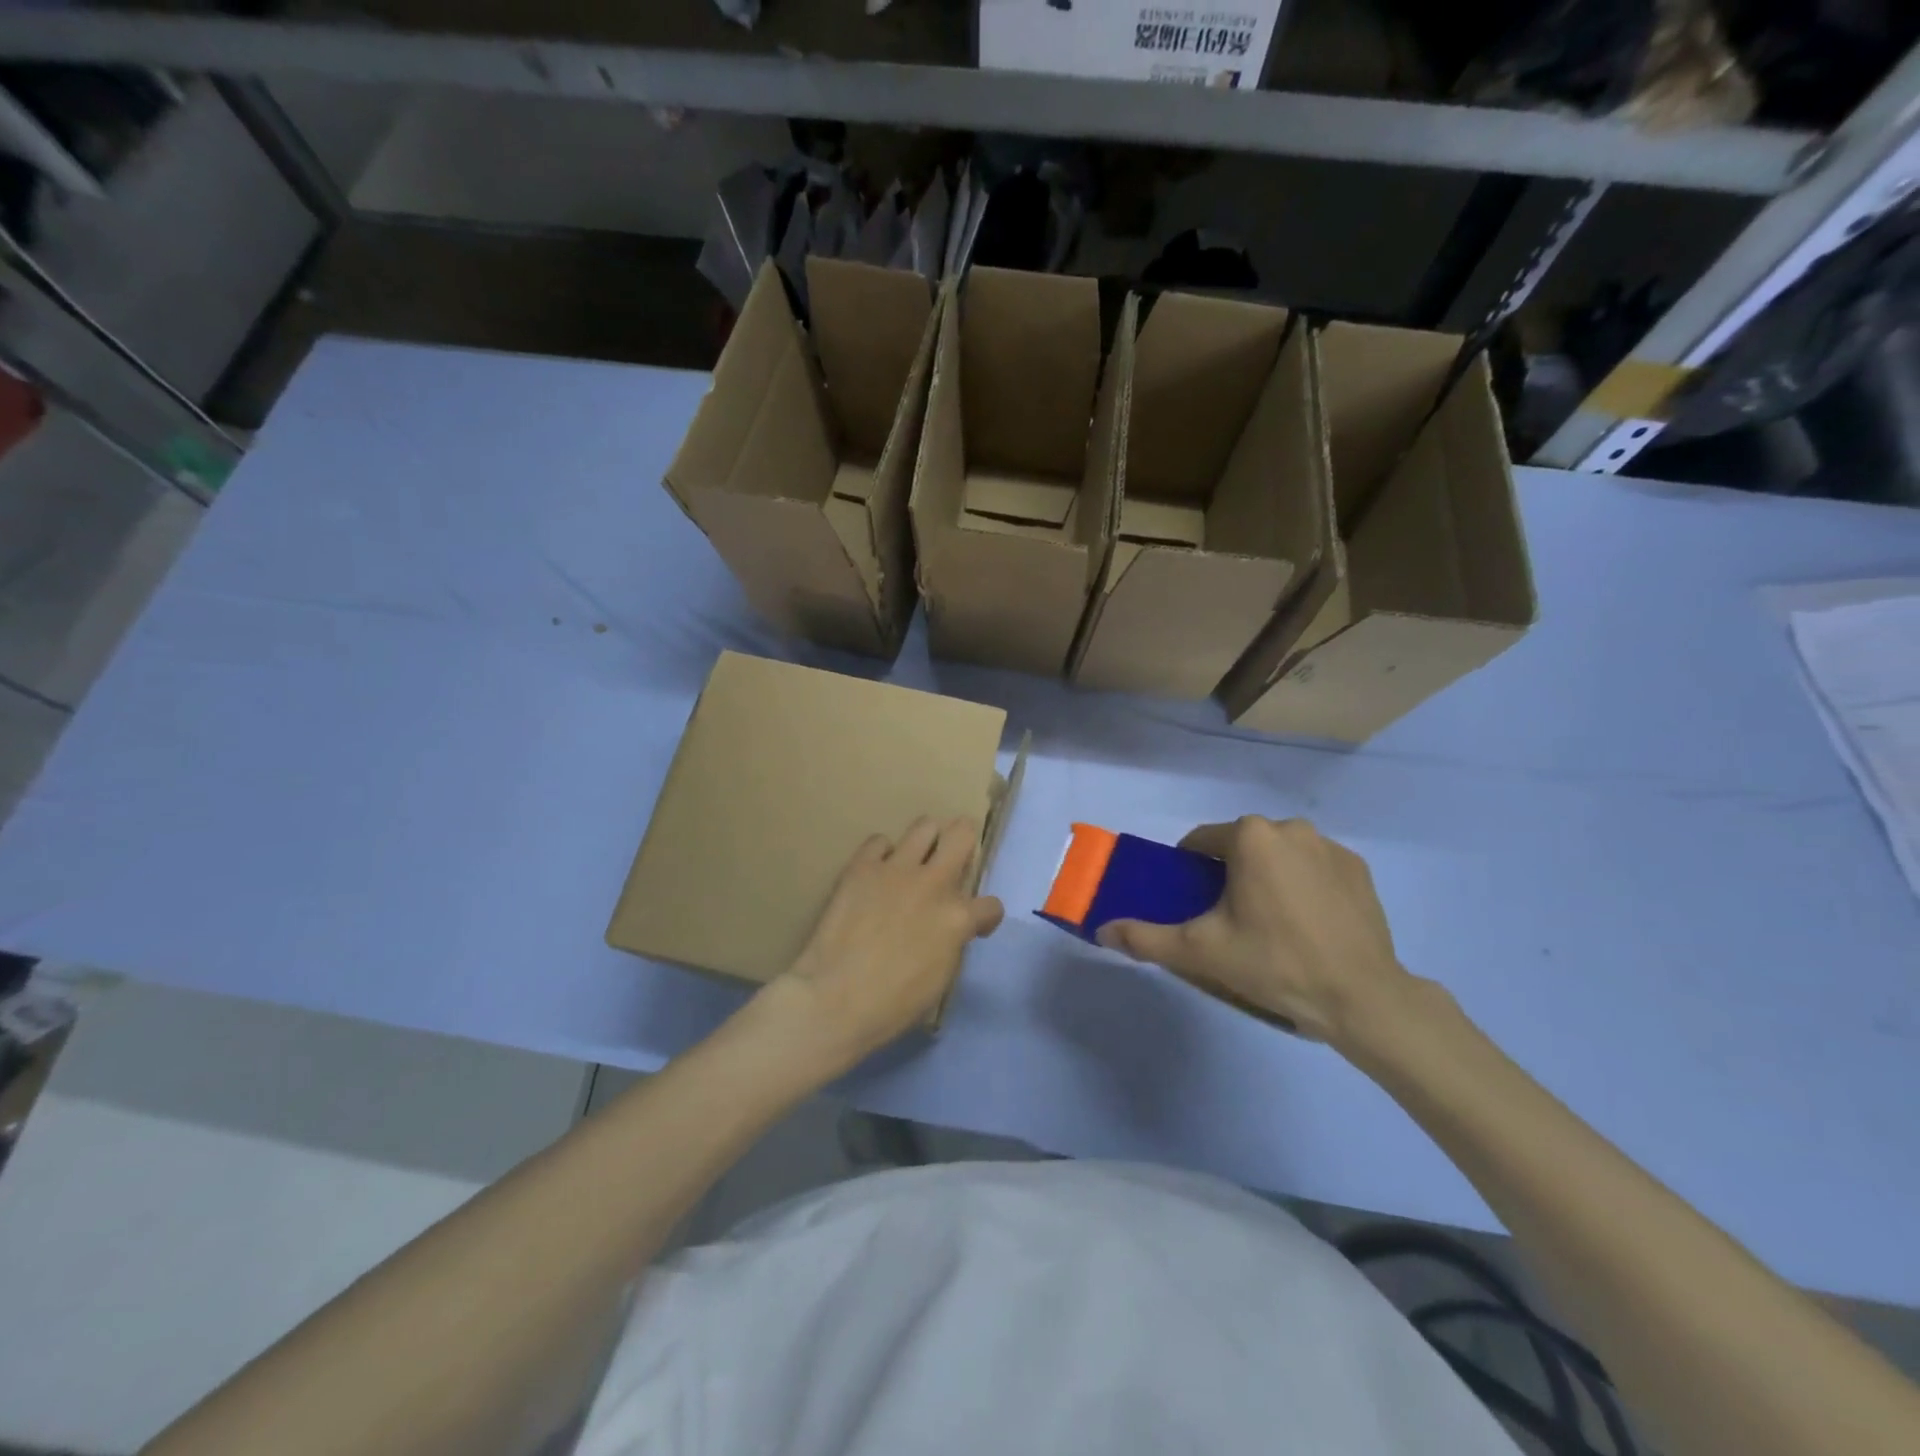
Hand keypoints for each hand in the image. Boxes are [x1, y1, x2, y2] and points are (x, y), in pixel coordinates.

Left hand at [762, 817, 1003, 1073]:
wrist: (834, 999)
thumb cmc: (891, 1005)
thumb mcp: (940, 979)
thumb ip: (952, 942)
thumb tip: (950, 929)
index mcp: (957, 918)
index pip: (990, 905)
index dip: (985, 917)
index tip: (975, 926)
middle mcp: (933, 883)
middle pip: (962, 834)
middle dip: (964, 842)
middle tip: (955, 857)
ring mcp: (896, 870)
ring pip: (924, 825)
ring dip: (926, 840)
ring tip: (917, 858)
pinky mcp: (861, 867)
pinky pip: (878, 841)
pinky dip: (881, 854)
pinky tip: (877, 873)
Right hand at [1097, 816, 1414, 1044]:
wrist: (1361, 997)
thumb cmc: (1273, 963)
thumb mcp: (1201, 952)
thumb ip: (1145, 937)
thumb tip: (1101, 929)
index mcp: (1250, 836)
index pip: (1202, 842)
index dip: (1190, 871)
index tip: (1196, 906)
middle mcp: (1290, 827)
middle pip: (1241, 846)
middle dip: (1230, 874)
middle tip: (1231, 921)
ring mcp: (1330, 846)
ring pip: (1279, 854)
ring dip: (1267, 877)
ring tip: (1272, 925)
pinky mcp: (1358, 868)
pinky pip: (1314, 867)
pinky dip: (1303, 885)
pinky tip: (1308, 923)